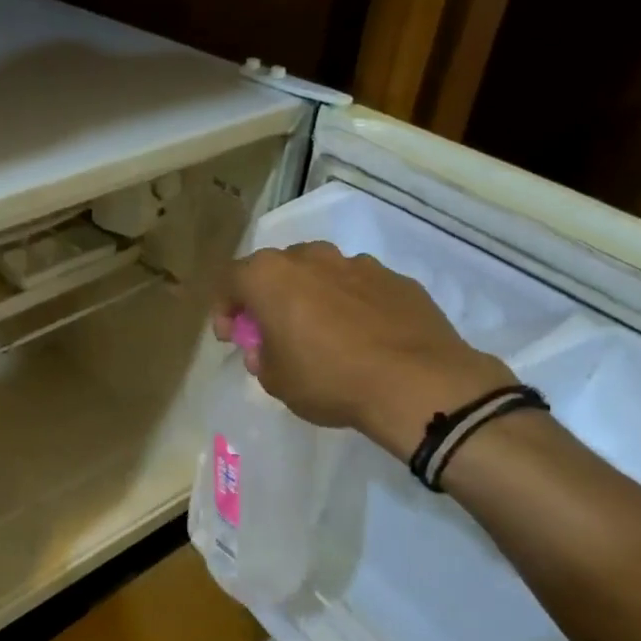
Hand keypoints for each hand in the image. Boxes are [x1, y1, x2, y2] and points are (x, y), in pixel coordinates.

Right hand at [213, 242, 512, 453]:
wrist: (416, 382)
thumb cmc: (329, 379)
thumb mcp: (275, 381)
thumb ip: (262, 357)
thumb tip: (268, 348)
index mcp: (271, 277)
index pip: (231, 280)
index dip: (225, 309)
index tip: (232, 337)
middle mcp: (312, 258)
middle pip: (277, 270)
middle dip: (269, 298)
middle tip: (274, 332)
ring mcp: (358, 264)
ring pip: (321, 273)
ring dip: (311, 297)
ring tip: (322, 335)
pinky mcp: (397, 279)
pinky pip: (359, 288)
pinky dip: (351, 305)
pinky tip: (362, 338)